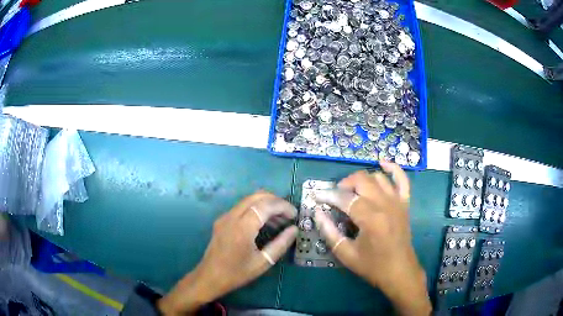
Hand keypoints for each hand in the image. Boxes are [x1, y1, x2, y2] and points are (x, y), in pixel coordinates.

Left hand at [158, 191, 297, 314]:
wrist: (210, 277)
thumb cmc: (237, 273)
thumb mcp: (263, 262)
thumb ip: (280, 244)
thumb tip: (294, 229)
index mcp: (242, 227)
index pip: (266, 205)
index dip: (283, 206)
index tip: (295, 215)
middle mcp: (232, 216)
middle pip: (257, 196)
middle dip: (276, 200)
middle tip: (288, 214)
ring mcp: (225, 217)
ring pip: (249, 199)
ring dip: (266, 204)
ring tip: (280, 220)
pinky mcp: (222, 220)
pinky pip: (242, 207)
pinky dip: (256, 209)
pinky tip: (264, 223)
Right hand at [314, 161, 430, 315]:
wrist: (400, 271)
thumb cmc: (372, 266)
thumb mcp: (346, 254)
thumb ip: (329, 232)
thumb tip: (317, 212)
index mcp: (370, 219)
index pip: (345, 198)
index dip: (328, 196)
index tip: (316, 197)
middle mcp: (385, 204)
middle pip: (362, 180)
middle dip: (344, 184)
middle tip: (335, 196)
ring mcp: (397, 202)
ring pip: (378, 177)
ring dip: (362, 179)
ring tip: (352, 190)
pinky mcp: (405, 203)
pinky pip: (402, 179)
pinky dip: (393, 168)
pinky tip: (382, 163)